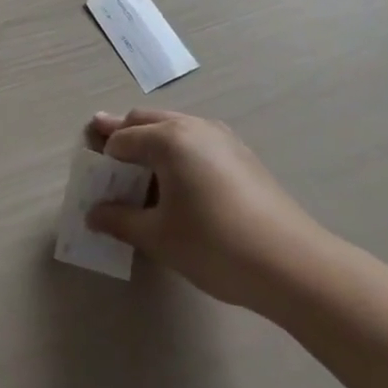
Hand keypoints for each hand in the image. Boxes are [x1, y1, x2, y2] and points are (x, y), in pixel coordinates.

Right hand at [84, 109, 328, 309]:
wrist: (295, 267)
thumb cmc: (216, 246)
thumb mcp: (158, 236)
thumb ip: (120, 220)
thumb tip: (93, 214)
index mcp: (168, 139)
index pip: (122, 139)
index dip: (103, 157)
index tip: (91, 173)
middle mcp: (193, 127)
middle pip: (145, 120)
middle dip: (122, 134)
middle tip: (101, 146)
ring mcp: (222, 138)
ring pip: (173, 127)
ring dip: (150, 140)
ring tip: (136, 166)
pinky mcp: (242, 156)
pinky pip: (196, 140)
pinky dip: (176, 149)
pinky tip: (176, 180)